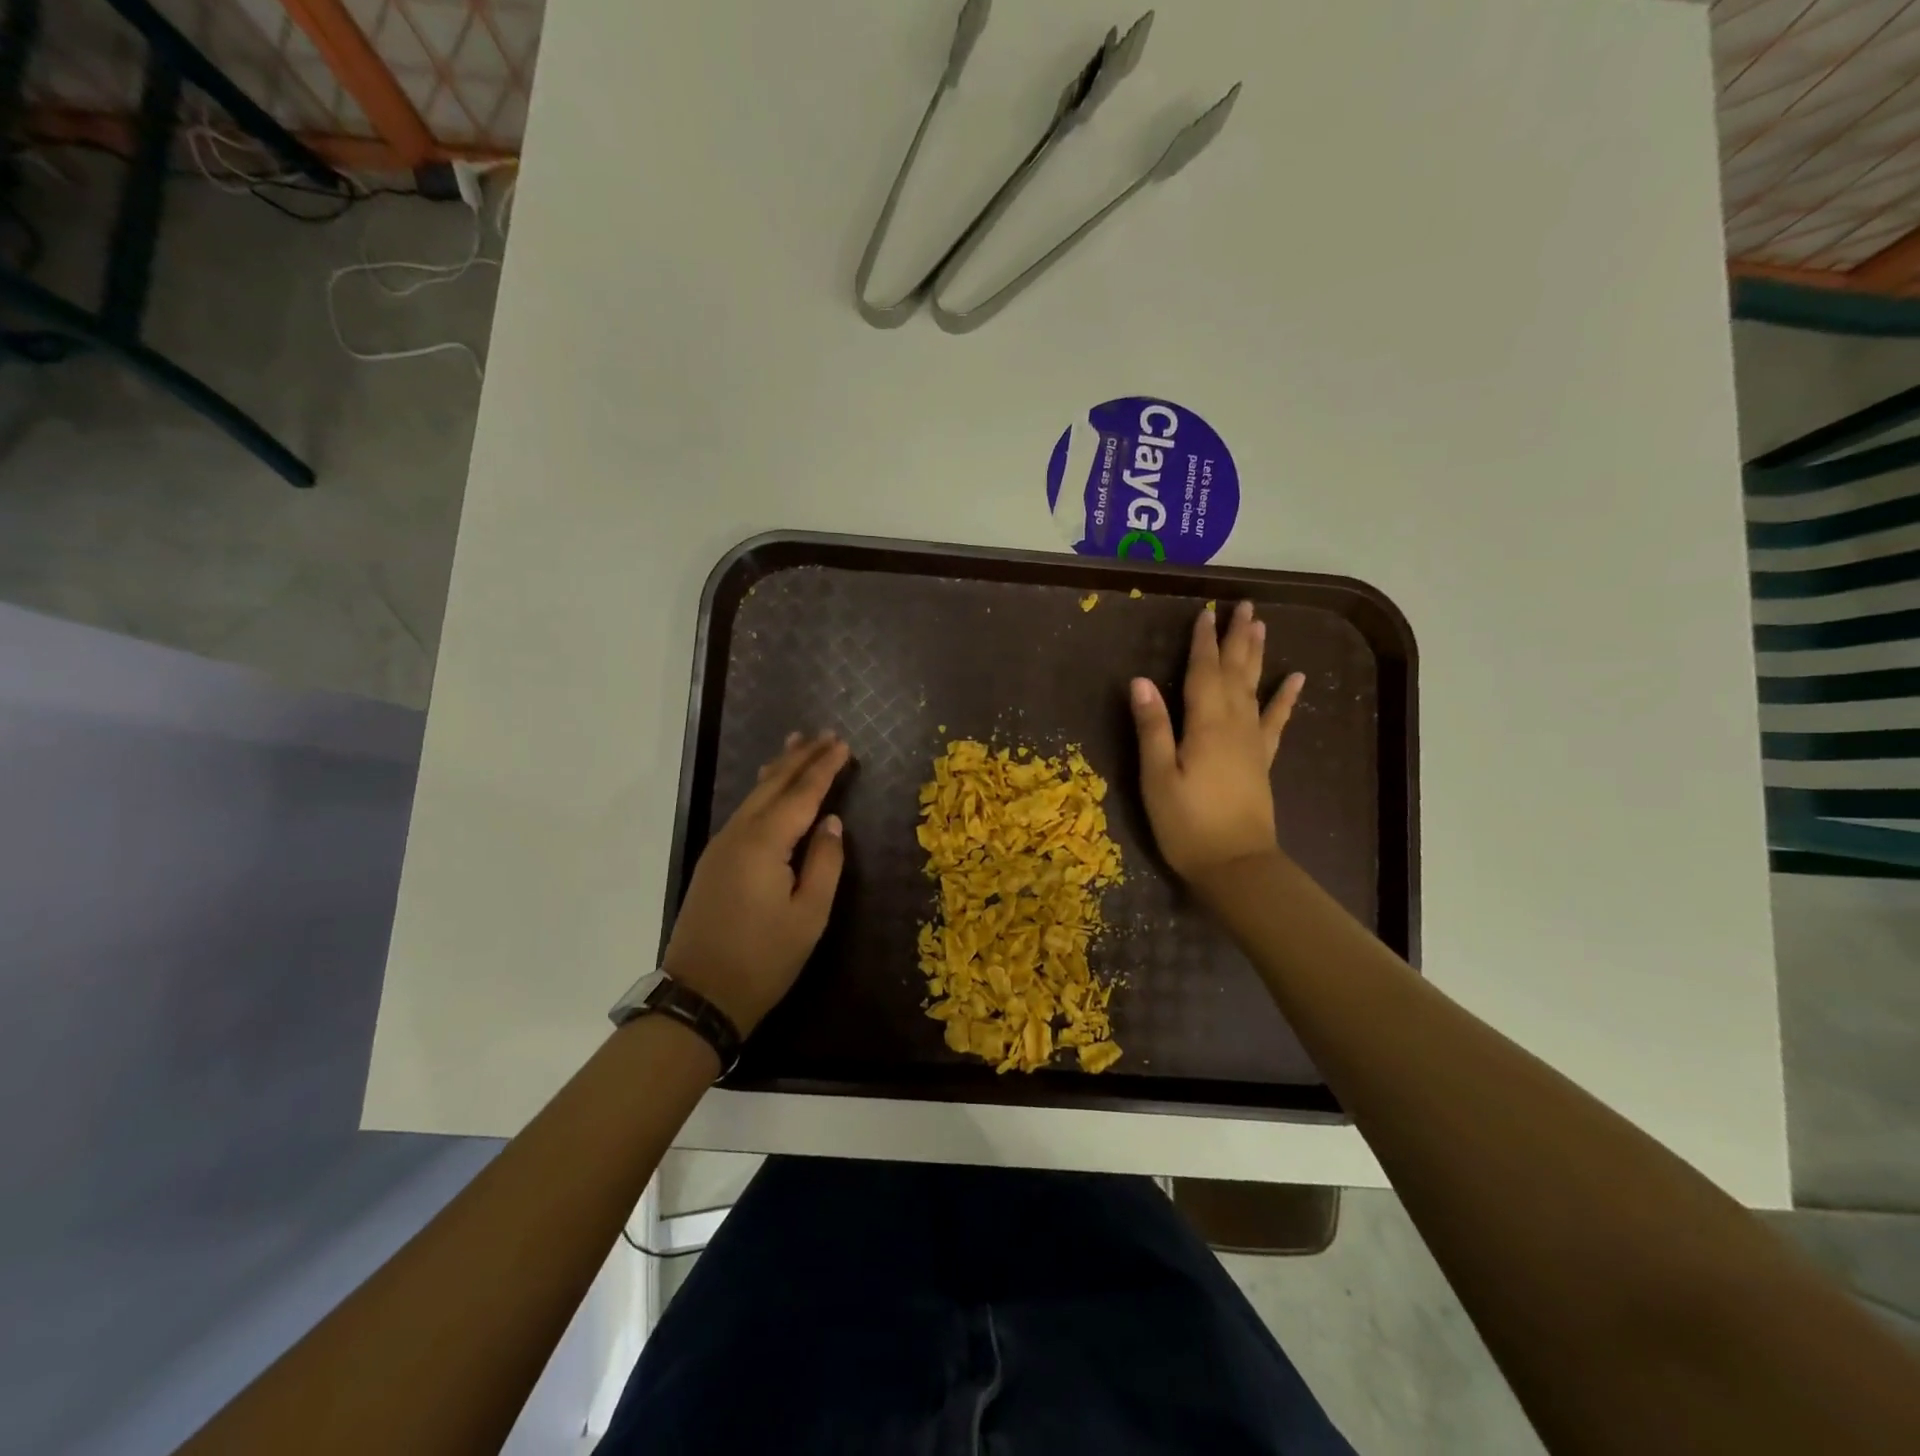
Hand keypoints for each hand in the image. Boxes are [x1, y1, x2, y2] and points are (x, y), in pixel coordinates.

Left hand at [662, 732, 849, 1034]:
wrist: (700, 995)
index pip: (802, 793)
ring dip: (779, 769)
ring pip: (754, 796)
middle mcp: (738, 834)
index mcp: (765, 844)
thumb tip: (832, 823)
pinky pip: (744, 813)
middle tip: (824, 734)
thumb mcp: (809, 915)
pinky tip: (771, 789)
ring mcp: (720, 846)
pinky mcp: (714, 861)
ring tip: (797, 744)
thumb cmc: (763, 959)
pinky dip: (764, 793)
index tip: (844, 744)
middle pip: (773, 785)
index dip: (824, 767)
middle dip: (800, 757)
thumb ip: (825, 862)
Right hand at [1130, 600, 1304, 882]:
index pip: (1204, 672)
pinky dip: (1286, 698)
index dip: (1203, 641)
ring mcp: (1253, 742)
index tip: (1206, 613)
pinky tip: (1296, 679)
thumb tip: (1140, 681)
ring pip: (1256, 688)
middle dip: (1237, 638)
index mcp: (1206, 725)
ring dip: (1258, 656)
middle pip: (1236, 672)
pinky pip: (1276, 720)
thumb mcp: (1157, 778)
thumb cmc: (1187, 824)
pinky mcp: (1262, 760)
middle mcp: (1235, 725)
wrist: (1236, 866)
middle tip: (1244, 606)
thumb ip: (1152, 728)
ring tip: (1263, 626)